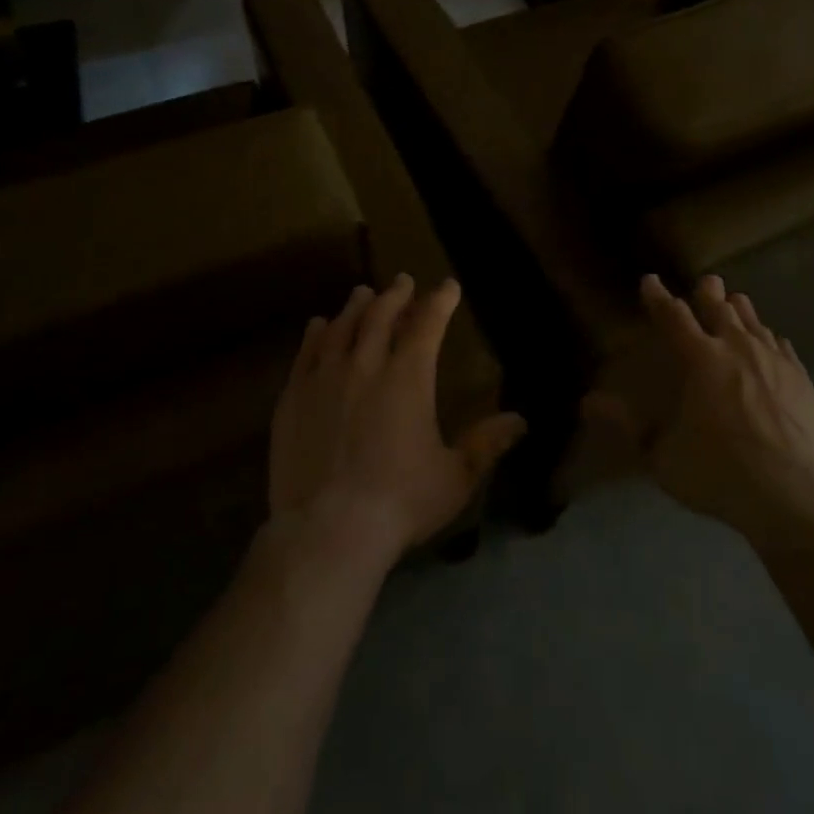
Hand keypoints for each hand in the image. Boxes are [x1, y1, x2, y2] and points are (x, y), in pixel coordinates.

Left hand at [269, 275, 526, 570]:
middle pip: (381, 315)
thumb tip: (520, 420)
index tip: (448, 286)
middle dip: (396, 295)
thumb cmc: (400, 503)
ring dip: (356, 307)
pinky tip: (318, 326)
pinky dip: (316, 334)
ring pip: (342, 327)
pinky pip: (305, 353)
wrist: (327, 531)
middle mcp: (366, 365)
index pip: (428, 324)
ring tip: (362, 294)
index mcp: (408, 377)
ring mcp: (324, 378)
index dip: (440, 301)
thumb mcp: (455, 477)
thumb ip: (486, 444)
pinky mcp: (293, 398)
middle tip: (403, 281)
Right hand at [585, 275, 813, 549]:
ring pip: (754, 321)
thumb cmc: (721, 474)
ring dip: (740, 310)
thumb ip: (626, 426)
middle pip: (720, 308)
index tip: (650, 281)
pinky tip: (772, 342)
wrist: (797, 496)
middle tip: (706, 283)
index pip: (673, 317)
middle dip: (709, 293)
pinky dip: (770, 338)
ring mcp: (774, 361)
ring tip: (736, 302)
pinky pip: (782, 346)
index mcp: (700, 359)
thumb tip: (587, 402)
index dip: (659, 297)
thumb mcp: (661, 458)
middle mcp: (736, 348)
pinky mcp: (802, 378)